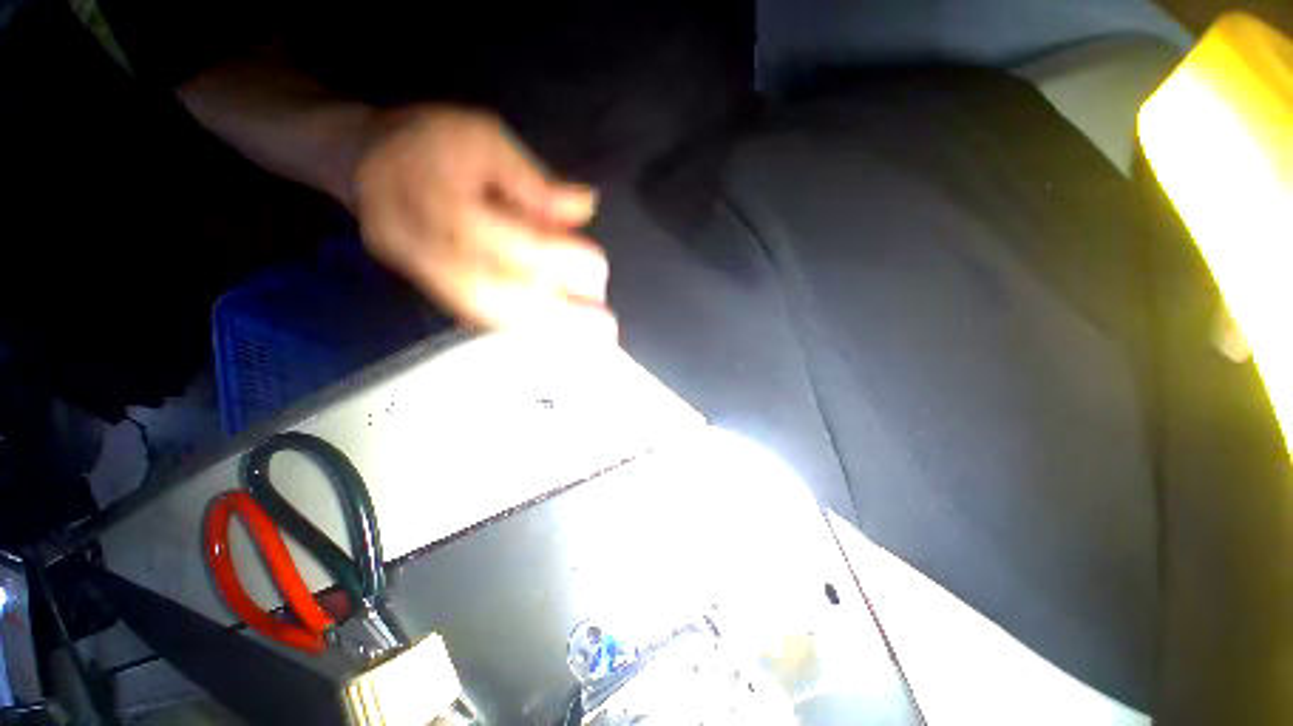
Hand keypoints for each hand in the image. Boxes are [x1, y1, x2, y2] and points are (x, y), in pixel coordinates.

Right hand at [354, 106, 615, 337]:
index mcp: (434, 195)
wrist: (362, 162)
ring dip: (543, 329)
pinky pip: (480, 320)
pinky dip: (522, 330)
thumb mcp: (483, 138)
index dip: (559, 260)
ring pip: (489, 315)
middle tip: (604, 325)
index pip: (508, 240)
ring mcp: (422, 275)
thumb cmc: (426, 142)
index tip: (598, 270)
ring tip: (588, 335)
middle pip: (497, 293)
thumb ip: (536, 182)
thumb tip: (585, 206)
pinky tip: (556, 335)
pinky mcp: (431, 289)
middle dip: (558, 313)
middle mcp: (422, 245)